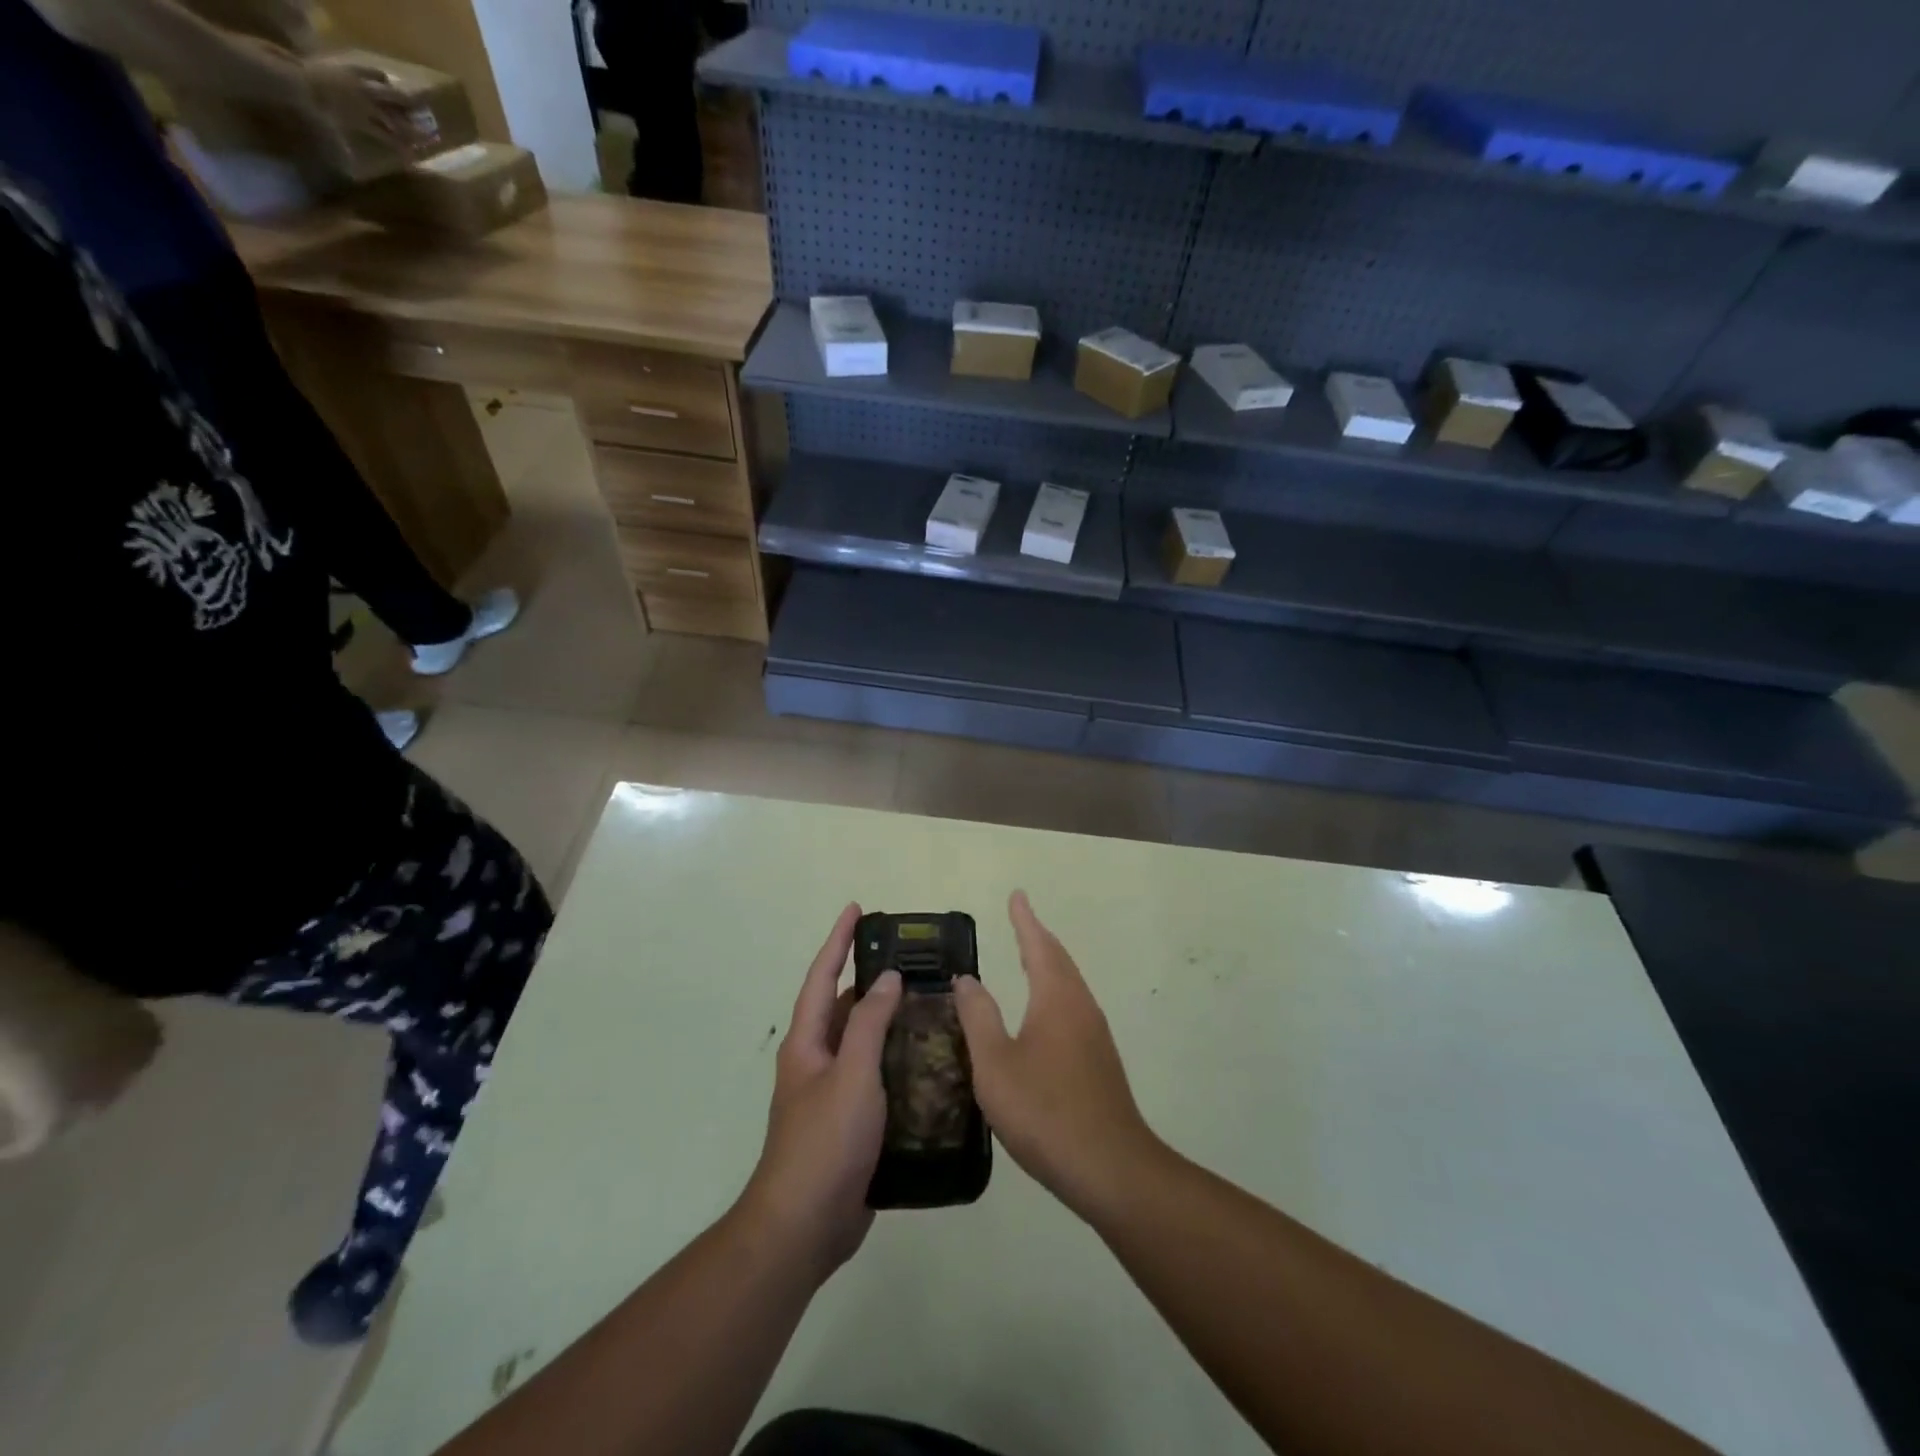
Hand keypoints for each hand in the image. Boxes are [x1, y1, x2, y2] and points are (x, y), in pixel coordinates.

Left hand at [301, 57, 420, 171]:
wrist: (292, 78)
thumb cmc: (311, 110)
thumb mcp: (328, 136)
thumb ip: (342, 153)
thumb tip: (349, 175)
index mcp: (366, 123)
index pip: (392, 140)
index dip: (405, 150)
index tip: (416, 160)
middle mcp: (369, 106)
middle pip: (398, 117)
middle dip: (415, 127)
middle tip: (430, 134)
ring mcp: (361, 86)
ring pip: (391, 95)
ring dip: (404, 101)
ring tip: (416, 105)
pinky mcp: (350, 69)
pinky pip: (371, 72)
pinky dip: (380, 76)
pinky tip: (385, 79)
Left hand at [738, 904, 901, 1280]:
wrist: (804, 1227)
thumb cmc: (824, 1142)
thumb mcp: (851, 1075)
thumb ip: (869, 1024)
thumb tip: (888, 979)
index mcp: (807, 1043)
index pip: (822, 976)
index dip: (838, 941)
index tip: (857, 909)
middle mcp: (817, 1060)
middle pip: (843, 1007)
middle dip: (871, 979)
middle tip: (912, 960)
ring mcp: (833, 1093)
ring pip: (863, 1042)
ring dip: (889, 1020)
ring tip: (930, 1002)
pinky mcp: (852, 1122)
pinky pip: (876, 1075)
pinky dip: (898, 1058)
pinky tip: (929, 1060)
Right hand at [955, 892, 1159, 1219]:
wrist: (1109, 1168)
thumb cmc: (1045, 1111)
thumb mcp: (995, 1064)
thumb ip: (979, 1018)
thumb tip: (968, 979)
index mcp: (1056, 999)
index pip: (1039, 946)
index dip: (1025, 921)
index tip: (1017, 895)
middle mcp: (1081, 1007)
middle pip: (1059, 960)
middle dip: (1038, 937)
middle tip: (1020, 919)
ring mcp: (1095, 1035)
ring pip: (1069, 985)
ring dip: (1049, 964)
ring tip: (1029, 957)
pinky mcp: (1099, 1061)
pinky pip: (1073, 1008)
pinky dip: (1054, 992)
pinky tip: (1043, 1015)